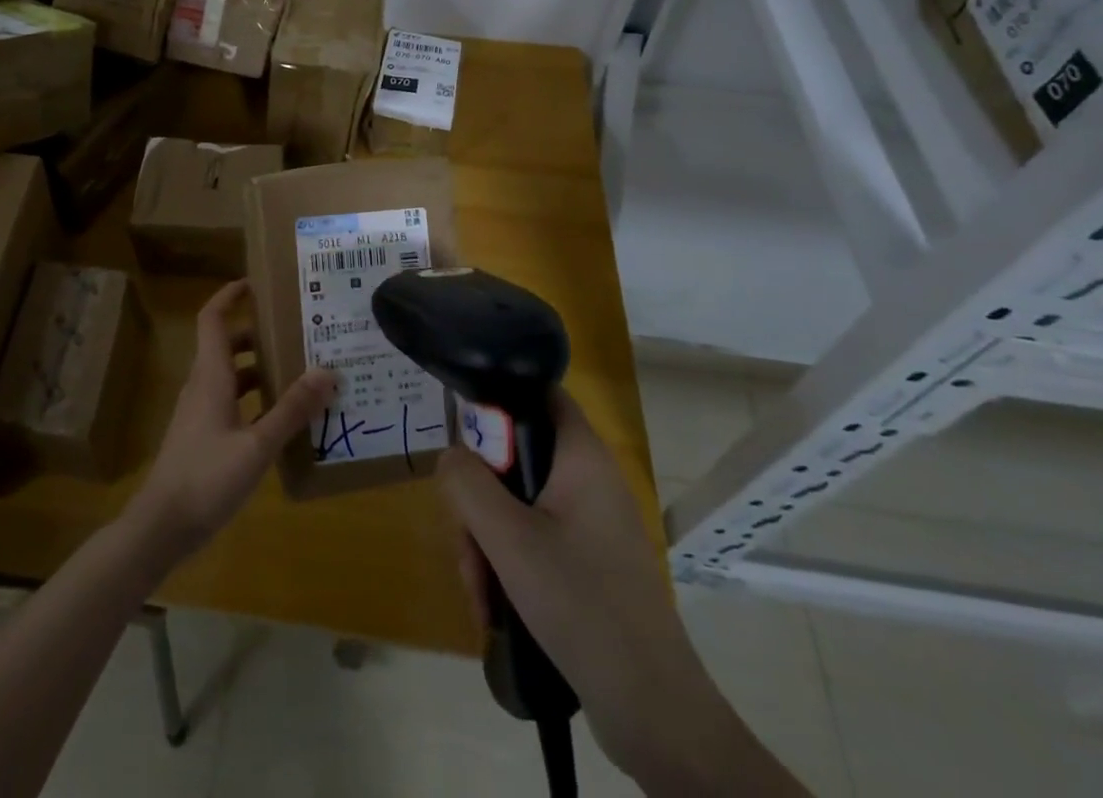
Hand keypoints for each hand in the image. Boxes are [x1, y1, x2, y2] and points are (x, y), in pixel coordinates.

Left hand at [127, 280, 336, 565]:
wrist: (160, 528)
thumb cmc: (206, 478)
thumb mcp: (257, 446)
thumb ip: (292, 409)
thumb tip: (327, 371)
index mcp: (210, 376)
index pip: (212, 318)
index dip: (230, 295)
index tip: (258, 283)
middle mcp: (202, 385)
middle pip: (227, 345)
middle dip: (258, 334)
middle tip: (296, 331)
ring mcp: (199, 412)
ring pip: (230, 375)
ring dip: (259, 368)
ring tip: (299, 372)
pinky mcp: (201, 435)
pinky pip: (230, 401)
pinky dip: (254, 399)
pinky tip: (281, 418)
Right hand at [441, 392, 798, 792]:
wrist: (652, 710)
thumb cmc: (581, 605)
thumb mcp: (508, 539)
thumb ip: (467, 484)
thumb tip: (450, 456)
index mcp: (581, 456)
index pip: (537, 392)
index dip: (497, 402)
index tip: (465, 443)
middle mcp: (588, 478)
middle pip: (515, 457)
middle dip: (479, 500)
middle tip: (468, 543)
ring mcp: (591, 522)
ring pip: (518, 503)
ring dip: (487, 541)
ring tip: (480, 593)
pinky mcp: (589, 561)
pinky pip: (535, 538)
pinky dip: (509, 564)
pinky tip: (495, 609)